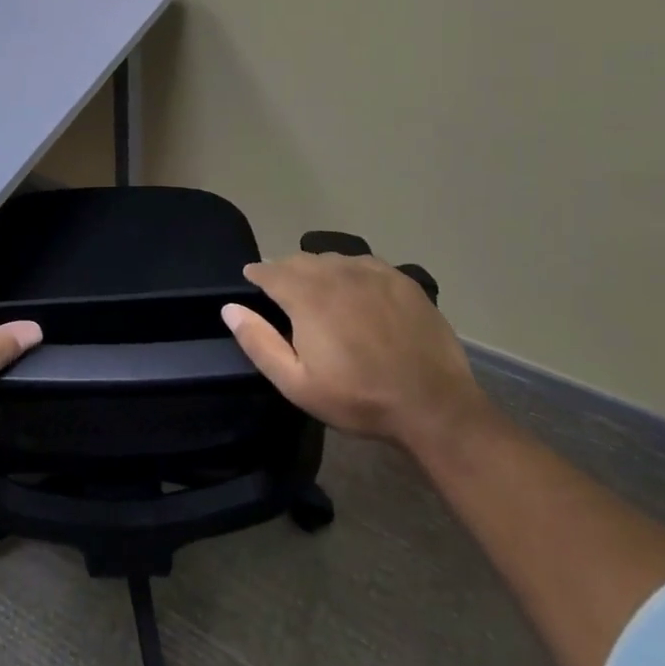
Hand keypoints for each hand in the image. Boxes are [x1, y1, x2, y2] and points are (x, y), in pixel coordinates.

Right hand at [222, 253, 485, 445]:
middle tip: (283, 293)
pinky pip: (364, 264)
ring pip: (332, 259)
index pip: (270, 270)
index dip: (257, 275)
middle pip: (299, 260)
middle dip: (285, 271)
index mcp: (307, 295)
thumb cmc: (358, 398)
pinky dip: (350, 272)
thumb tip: (230, 308)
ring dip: (317, 270)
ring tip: (318, 292)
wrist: (434, 406)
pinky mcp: (401, 280)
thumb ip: (259, 342)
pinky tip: (356, 292)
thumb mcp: (297, 383)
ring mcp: (373, 273)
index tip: (251, 282)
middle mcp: (336, 273)